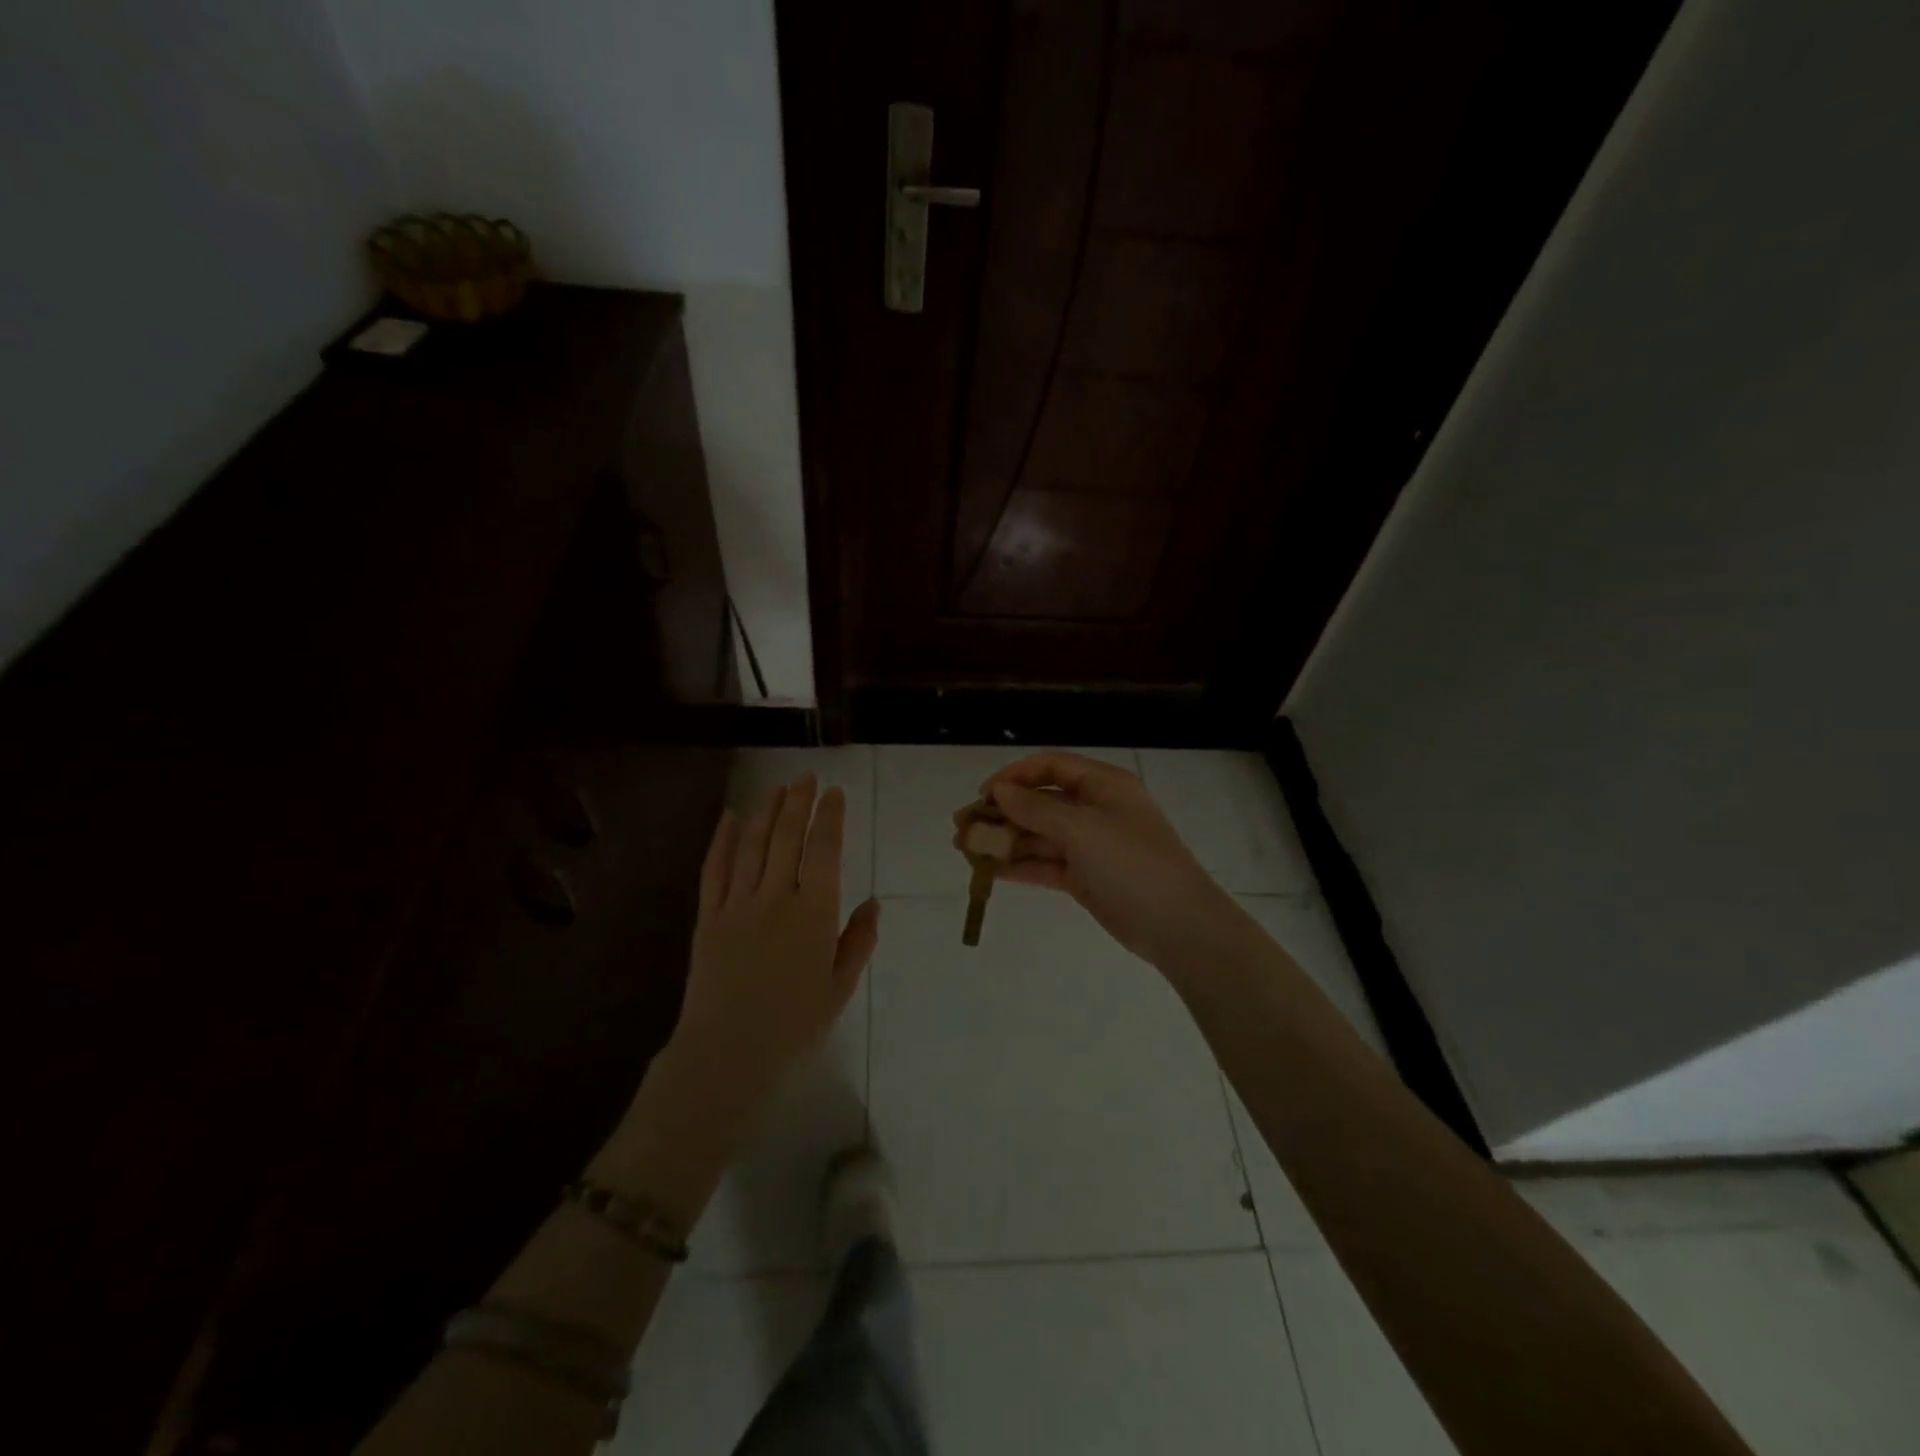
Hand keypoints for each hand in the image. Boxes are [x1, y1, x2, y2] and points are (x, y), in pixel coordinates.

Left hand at [671, 775, 880, 1111]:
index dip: (831, 818)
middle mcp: (777, 898)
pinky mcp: (709, 917)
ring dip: (766, 811)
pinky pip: (715, 869)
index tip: (835, 793)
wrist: (727, 1054)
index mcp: (815, 914)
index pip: (825, 852)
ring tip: (777, 788)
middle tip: (806, 777)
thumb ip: (858, 942)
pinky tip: (730, 817)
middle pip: (788, 838)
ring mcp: (739, 904)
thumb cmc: (793, 1026)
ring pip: (754, 845)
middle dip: (799, 803)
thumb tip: (873, 904)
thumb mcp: (839, 988)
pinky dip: (723, 839)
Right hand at [965, 753, 1238, 968]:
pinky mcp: (1085, 877)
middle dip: (1001, 813)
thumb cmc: (1132, 864)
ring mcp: (1090, 845)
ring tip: (965, 850)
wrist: (1178, 926)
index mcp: (1103, 785)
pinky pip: (1045, 864)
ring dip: (1004, 841)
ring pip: (1038, 835)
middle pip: (1040, 802)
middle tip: (961, 827)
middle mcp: (1095, 809)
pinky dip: (1018, 865)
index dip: (1014, 776)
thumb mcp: (1082, 829)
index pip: (1050, 767)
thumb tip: (999, 791)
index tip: (983, 795)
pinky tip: (988, 871)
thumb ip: (1036, 809)